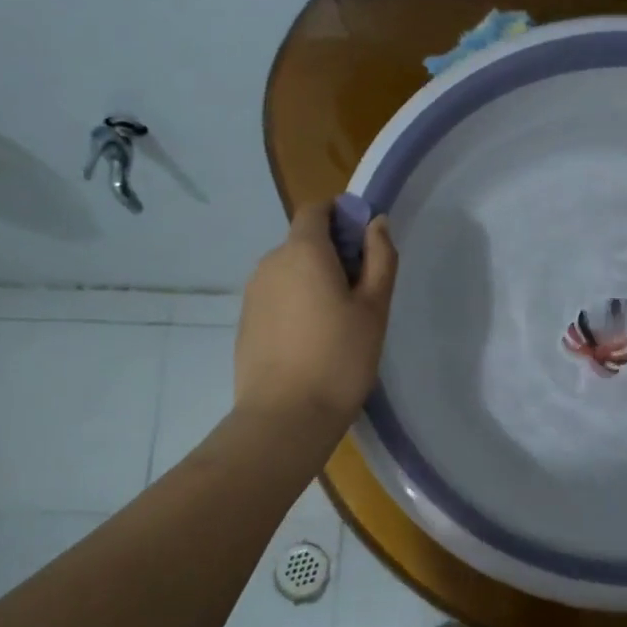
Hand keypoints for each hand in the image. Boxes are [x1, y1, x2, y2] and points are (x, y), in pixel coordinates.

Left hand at [235, 203, 397, 432]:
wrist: (285, 416)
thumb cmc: (340, 359)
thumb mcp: (374, 308)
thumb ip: (380, 258)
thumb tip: (376, 224)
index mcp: (303, 252)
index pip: (316, 209)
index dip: (341, 216)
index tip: (364, 246)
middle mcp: (271, 263)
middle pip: (303, 241)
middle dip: (333, 254)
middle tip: (361, 294)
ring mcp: (253, 293)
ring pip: (290, 272)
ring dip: (314, 281)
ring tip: (338, 323)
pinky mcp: (246, 322)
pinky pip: (277, 298)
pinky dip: (296, 305)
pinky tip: (313, 342)